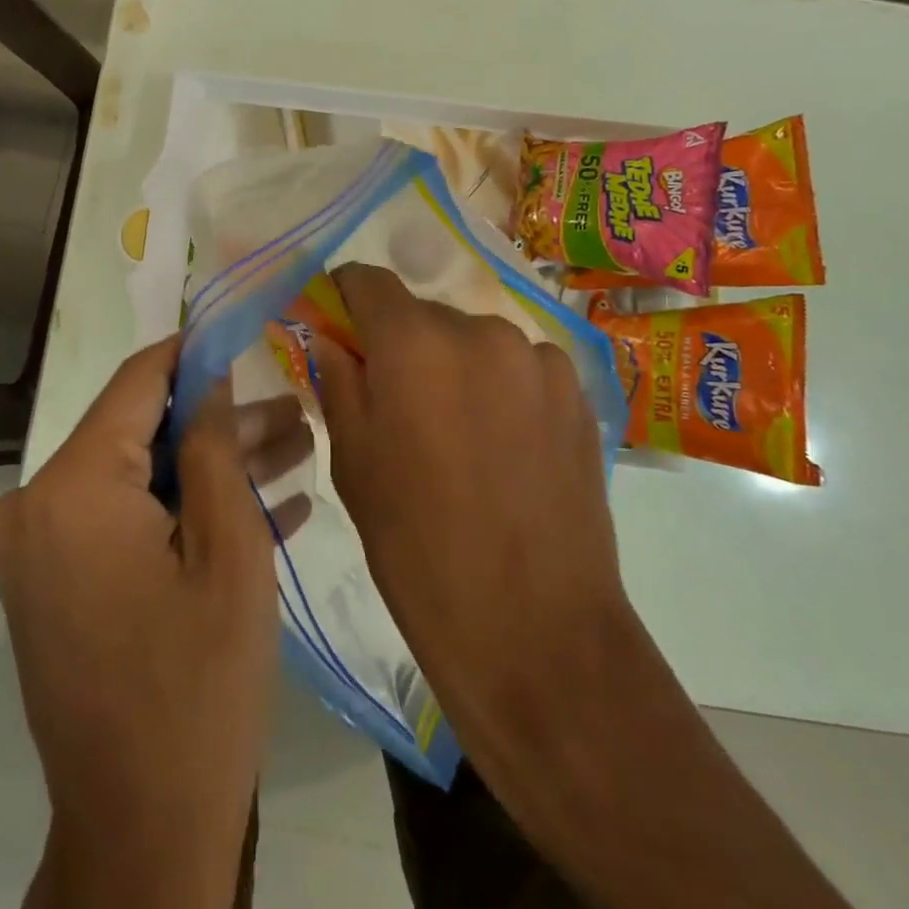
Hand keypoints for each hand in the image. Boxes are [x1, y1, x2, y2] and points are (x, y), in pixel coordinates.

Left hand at [0, 337, 311, 908]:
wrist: (145, 832)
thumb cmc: (199, 684)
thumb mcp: (230, 551)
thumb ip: (214, 446)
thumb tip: (209, 375)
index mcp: (70, 490)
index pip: (137, 383)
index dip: (194, 353)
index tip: (244, 331)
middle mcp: (35, 508)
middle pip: (142, 436)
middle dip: (223, 425)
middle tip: (297, 415)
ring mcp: (40, 551)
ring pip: (141, 480)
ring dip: (215, 471)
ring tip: (298, 451)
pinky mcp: (56, 584)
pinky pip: (127, 525)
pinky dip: (186, 515)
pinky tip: (268, 507)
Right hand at [314, 270, 884, 908]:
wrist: (535, 629)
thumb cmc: (418, 548)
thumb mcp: (353, 463)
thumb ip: (337, 380)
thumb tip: (331, 334)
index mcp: (413, 343)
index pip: (367, 279)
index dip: (345, 297)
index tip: (338, 329)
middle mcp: (479, 330)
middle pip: (422, 314)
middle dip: (400, 345)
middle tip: (396, 404)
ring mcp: (537, 357)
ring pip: (473, 341)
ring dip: (454, 367)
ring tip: (457, 434)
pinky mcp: (578, 390)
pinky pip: (519, 367)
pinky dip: (500, 388)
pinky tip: (504, 447)